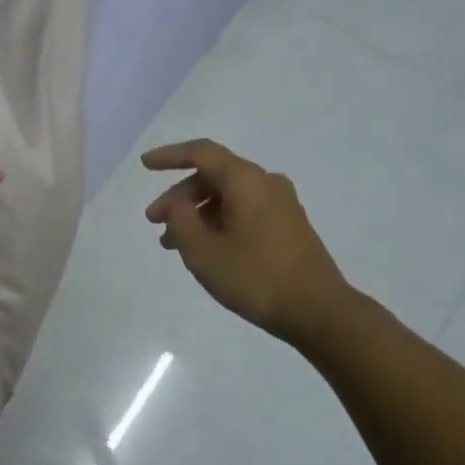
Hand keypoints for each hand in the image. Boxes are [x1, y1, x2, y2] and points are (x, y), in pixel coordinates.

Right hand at [143, 139, 351, 343]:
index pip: (201, 153)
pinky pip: (243, 211)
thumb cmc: (257, 277)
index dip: (169, 156)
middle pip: (213, 176)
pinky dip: (218, 222)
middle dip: (179, 196)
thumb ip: (181, 221)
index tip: (145, 165)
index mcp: (246, 181)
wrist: (319, 311)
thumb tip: (177, 203)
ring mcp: (280, 205)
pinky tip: (204, 249)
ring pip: (227, 197)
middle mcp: (265, 183)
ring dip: (197, 214)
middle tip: (153, 221)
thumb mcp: (204, 252)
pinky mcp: (287, 226)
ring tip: (172, 243)